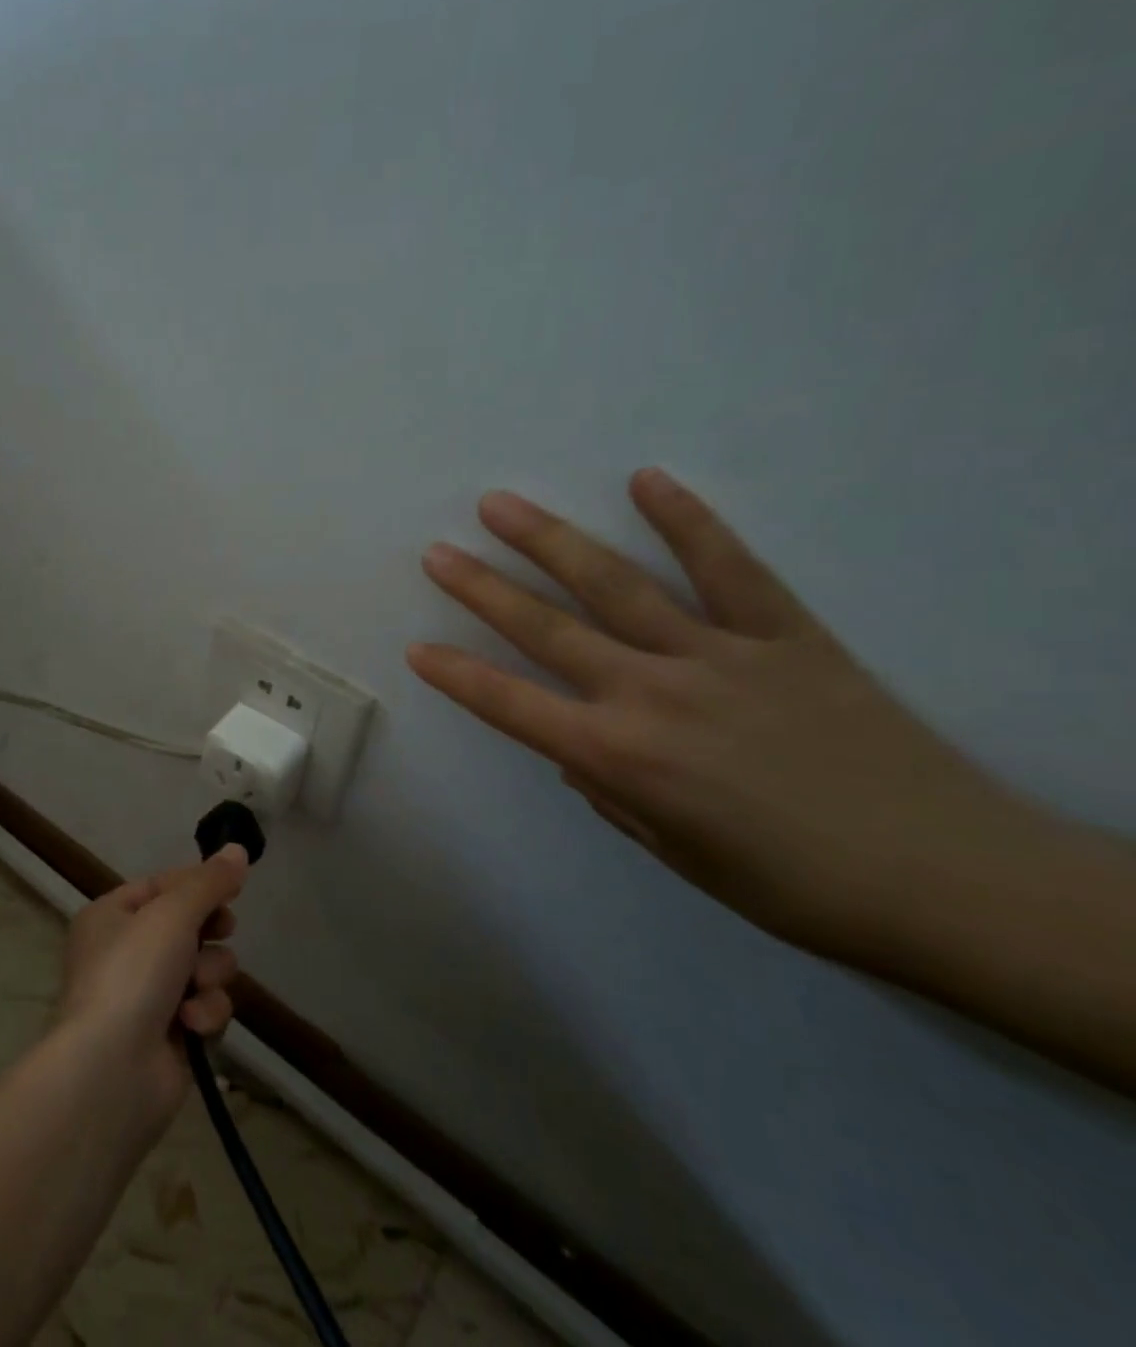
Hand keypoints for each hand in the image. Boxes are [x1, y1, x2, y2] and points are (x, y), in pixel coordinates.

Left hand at [54, 848, 248, 1127]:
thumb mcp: (171, 914)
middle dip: (209, 933)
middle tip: (218, 931)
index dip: (198, 883)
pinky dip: (205, 1013)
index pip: (164, 885)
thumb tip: (238, 849)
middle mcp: (127, 952)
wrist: (111, 1071)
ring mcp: (148, 996)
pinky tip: (191, 1024)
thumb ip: (209, 882)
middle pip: (190, 925)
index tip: (233, 885)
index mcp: (112, 915)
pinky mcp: (170, 1036)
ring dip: (209, 976)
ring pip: (205, 967)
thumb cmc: (133, 973)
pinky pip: (205, 1007)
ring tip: (194, 989)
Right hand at [408, 468, 1058, 962]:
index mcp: (619, 757)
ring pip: (616, 585)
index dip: (457, 676)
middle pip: (546, 628)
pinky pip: (729, 568)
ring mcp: (718, 655)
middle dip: (482, 588)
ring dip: (551, 542)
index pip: (510, 705)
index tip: (417, 648)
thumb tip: (579, 749)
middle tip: (439, 552)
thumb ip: (611, 791)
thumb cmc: (791, 886)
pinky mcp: (786, 635)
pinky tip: (647, 480)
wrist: (948, 881)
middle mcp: (652, 694)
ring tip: (502, 505)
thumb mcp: (675, 853)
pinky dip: (687, 521)